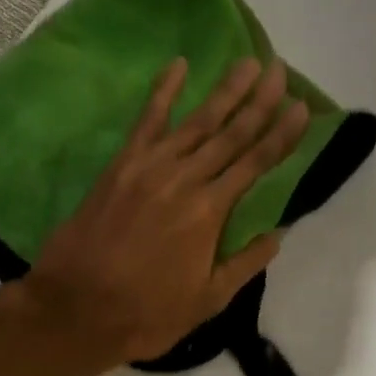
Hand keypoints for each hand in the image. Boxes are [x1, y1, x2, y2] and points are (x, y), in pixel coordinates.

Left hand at [25, 56, 310, 366]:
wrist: (75, 308)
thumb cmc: (146, 312)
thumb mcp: (207, 300)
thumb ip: (245, 264)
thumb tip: (278, 235)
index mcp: (209, 211)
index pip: (256, 163)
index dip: (282, 134)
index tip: (300, 107)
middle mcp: (185, 179)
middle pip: (232, 132)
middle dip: (259, 100)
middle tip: (279, 69)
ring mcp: (150, 167)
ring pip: (196, 120)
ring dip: (224, 90)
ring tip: (246, 63)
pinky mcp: (121, 165)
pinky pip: (146, 120)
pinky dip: (163, 90)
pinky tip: (178, 65)